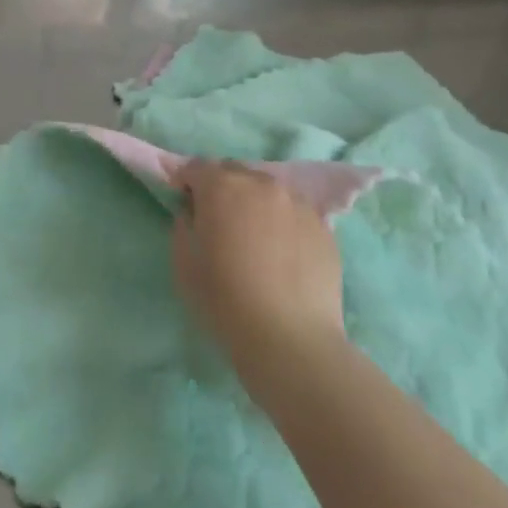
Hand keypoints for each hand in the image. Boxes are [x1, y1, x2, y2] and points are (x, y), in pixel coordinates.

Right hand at [172, 161, 345, 381]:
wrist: (290, 339)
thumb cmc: (226, 300)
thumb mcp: (184, 264)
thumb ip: (183, 225)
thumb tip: (193, 213)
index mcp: (221, 186)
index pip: (196, 167)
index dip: (187, 183)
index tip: (187, 205)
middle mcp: (260, 183)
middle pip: (234, 172)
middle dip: (222, 188)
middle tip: (220, 222)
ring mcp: (296, 202)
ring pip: (267, 190)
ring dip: (255, 203)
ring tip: (256, 237)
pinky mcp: (323, 226)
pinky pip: (294, 213)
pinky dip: (283, 222)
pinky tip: (283, 254)